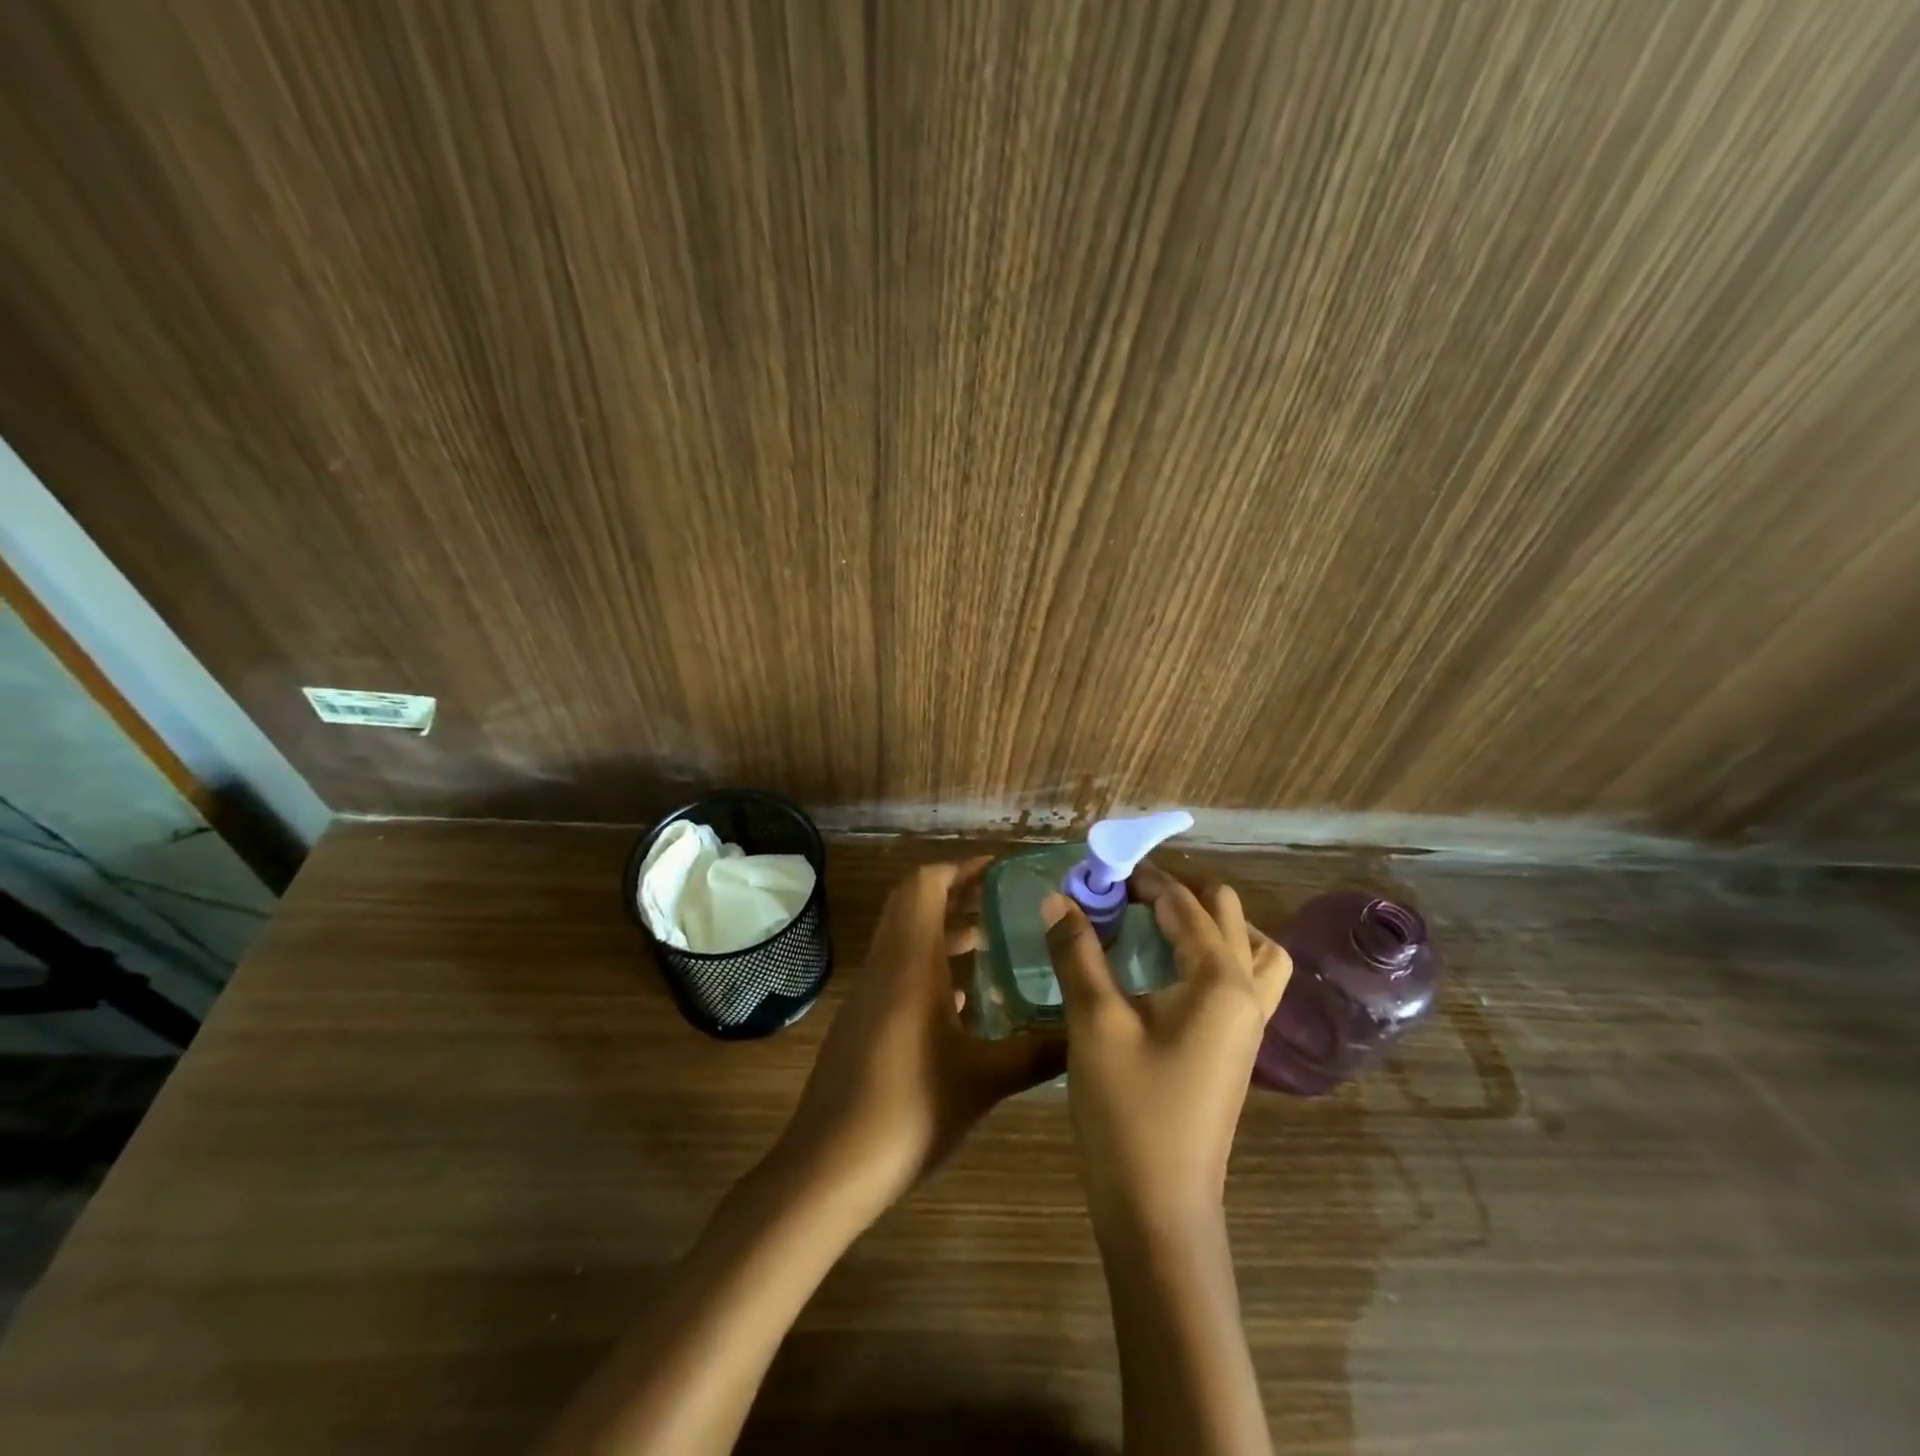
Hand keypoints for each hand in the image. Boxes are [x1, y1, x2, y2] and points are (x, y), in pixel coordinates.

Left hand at [775, 858, 1065, 1219]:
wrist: (828, 1167)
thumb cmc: (909, 1110)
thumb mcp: (983, 1082)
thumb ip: (1036, 1053)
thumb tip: (1084, 1034)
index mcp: (910, 962)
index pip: (925, 885)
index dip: (960, 868)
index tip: (999, 870)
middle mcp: (886, 966)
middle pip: (913, 904)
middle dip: (955, 893)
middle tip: (1000, 900)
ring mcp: (869, 994)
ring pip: (905, 940)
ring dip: (943, 931)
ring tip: (989, 942)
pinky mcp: (863, 1022)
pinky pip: (898, 972)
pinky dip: (929, 967)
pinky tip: (963, 1001)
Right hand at [1043, 861, 1291, 1238]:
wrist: (1159, 1210)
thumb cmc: (1128, 1112)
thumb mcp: (1095, 1023)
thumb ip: (1078, 952)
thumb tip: (1059, 897)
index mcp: (1220, 981)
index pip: (1184, 905)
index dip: (1141, 881)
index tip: (1099, 871)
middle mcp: (1247, 994)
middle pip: (1227, 914)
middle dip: (1176, 892)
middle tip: (1124, 894)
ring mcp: (1248, 1025)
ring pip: (1250, 948)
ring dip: (1208, 923)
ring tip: (1159, 922)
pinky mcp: (1236, 1049)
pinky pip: (1241, 979)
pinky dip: (1214, 955)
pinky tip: (1170, 969)